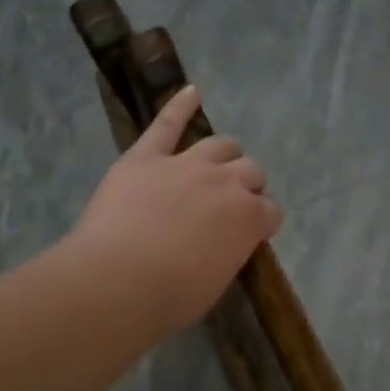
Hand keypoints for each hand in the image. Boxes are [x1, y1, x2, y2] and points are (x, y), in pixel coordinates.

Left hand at [69, 87, 282, 335]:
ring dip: (223, 154)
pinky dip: (179, 105)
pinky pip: (166, 124)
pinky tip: (190, 92)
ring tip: (215, 163)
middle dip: (246, 184)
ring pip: (219, 145)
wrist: (118, 281)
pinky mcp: (146, 156)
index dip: (261, 221)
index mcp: (249, 219)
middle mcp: (225, 183)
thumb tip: (223, 245)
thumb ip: (227, 253)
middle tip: (229, 202)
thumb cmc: (170, 298)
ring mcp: (185, 164)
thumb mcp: (215, 283)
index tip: (250, 232)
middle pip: (250, 170)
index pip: (270, 211)